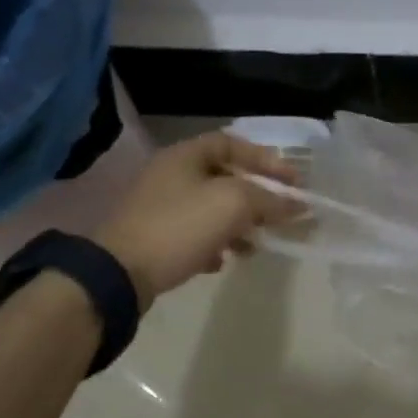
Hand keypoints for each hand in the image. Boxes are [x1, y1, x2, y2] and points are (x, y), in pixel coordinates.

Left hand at [94, 131, 298, 302]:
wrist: (120, 273)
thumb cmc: (180, 227)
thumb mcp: (233, 205)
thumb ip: (270, 200)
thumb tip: (297, 205)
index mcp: (185, 155)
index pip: (232, 143)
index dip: (265, 159)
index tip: (292, 182)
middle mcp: (170, 175)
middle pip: (224, 178)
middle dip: (255, 198)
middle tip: (278, 216)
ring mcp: (159, 207)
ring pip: (211, 209)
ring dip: (238, 225)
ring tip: (254, 246)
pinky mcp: (154, 238)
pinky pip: (194, 234)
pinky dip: (214, 244)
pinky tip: (222, 261)